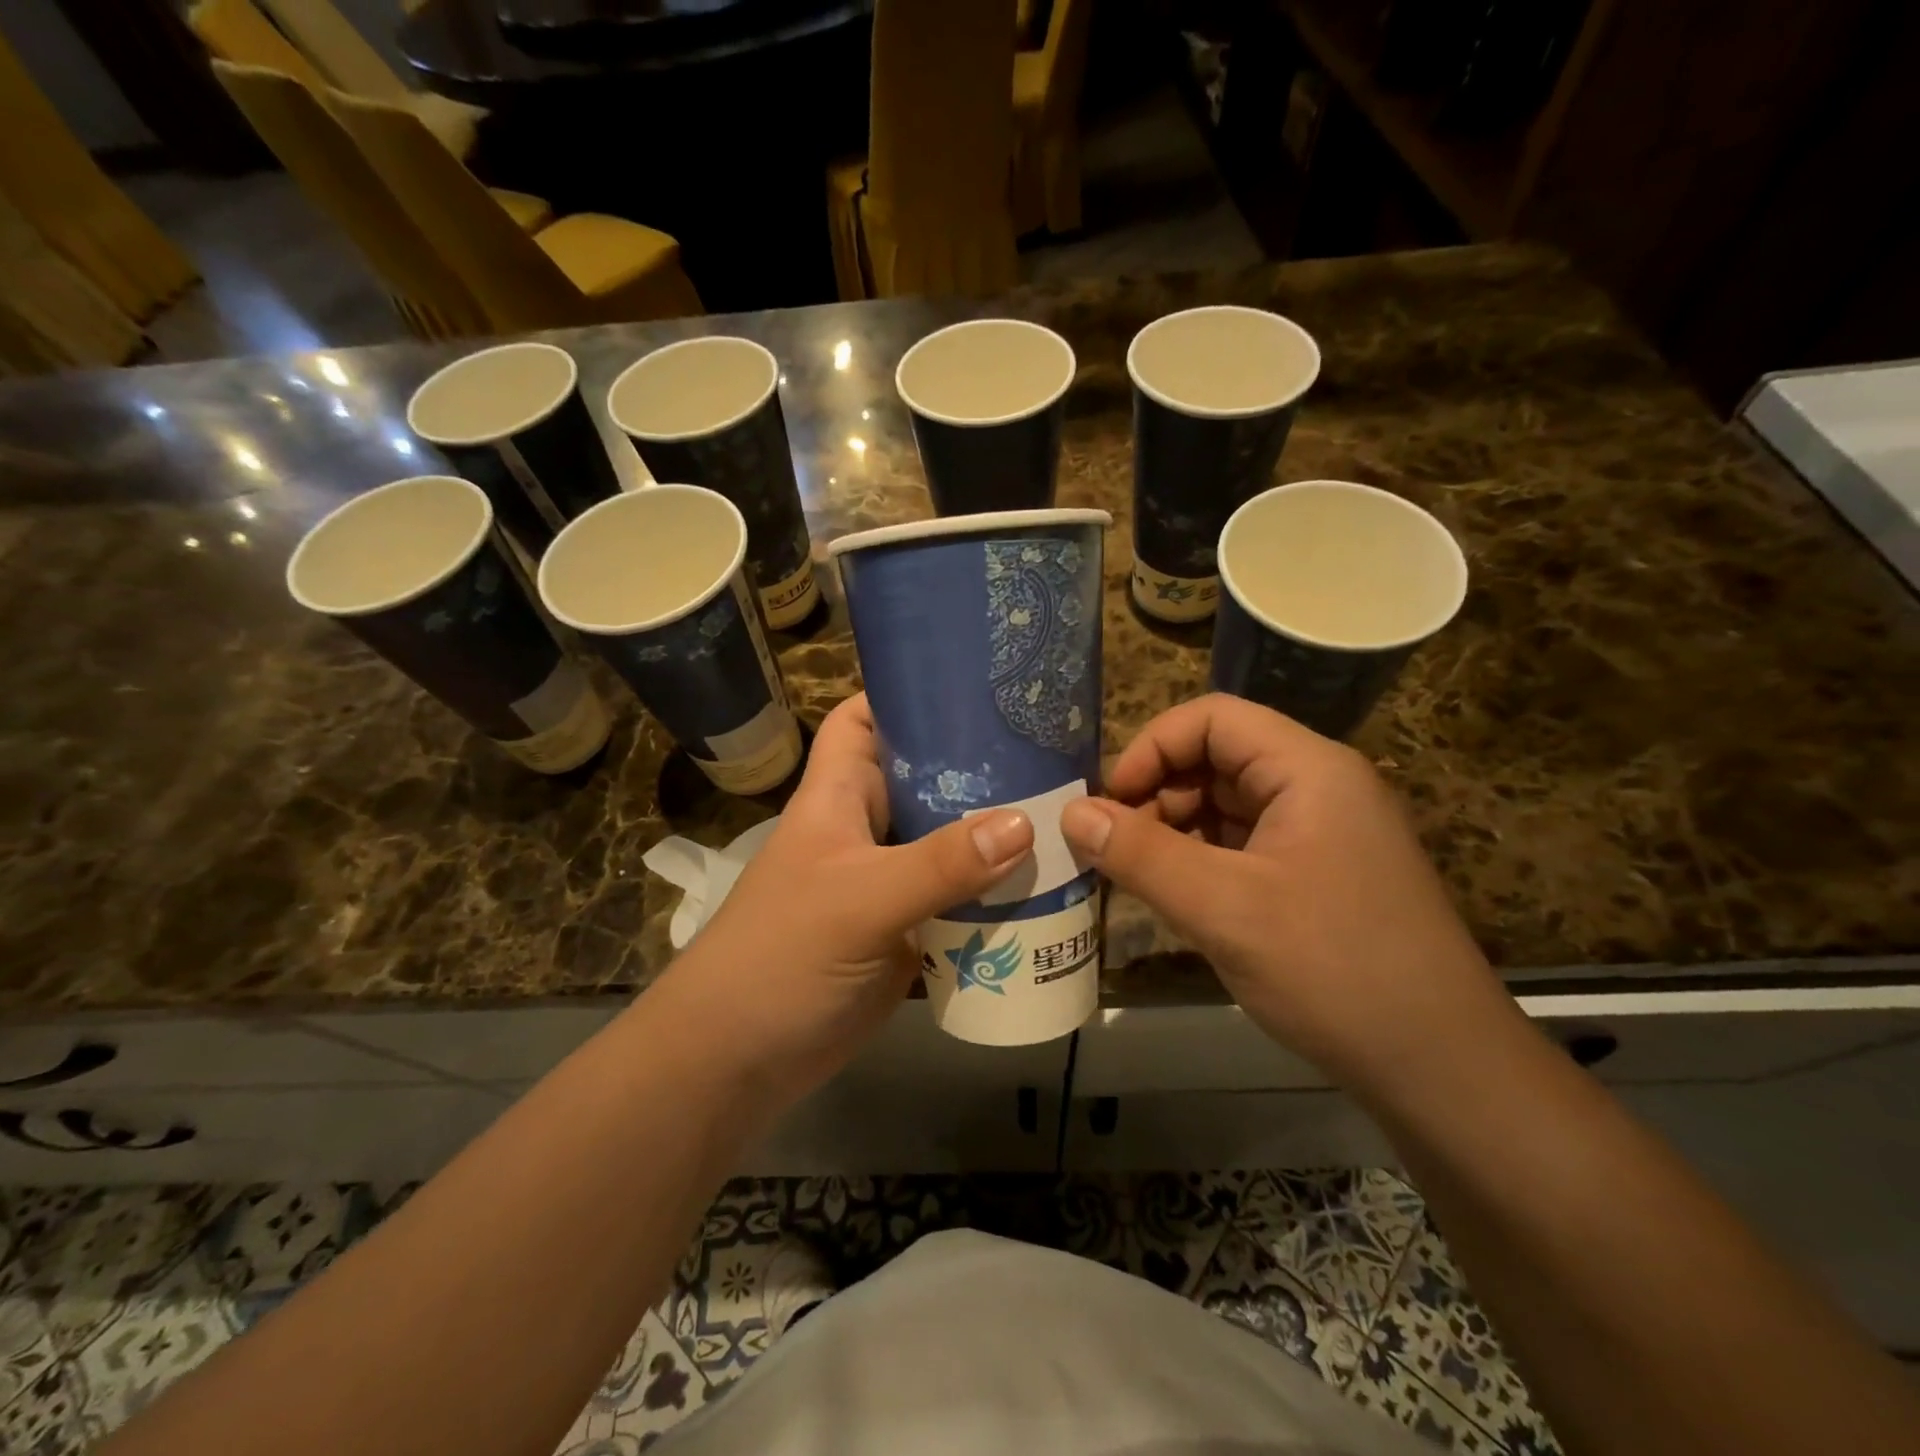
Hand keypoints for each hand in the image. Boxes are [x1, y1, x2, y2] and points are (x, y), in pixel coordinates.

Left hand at [659, 694, 1034, 1102]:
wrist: (739, 1061)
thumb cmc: (781, 957)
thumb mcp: (860, 900)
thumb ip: (939, 864)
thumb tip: (1024, 824)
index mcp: (838, 797)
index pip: (863, 720)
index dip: (903, 694)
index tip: (971, 684)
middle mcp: (866, 831)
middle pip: (924, 780)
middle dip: (978, 766)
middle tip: (1050, 751)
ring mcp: (888, 883)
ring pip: (947, 843)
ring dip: (995, 836)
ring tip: (1066, 815)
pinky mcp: (908, 933)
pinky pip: (957, 901)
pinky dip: (994, 896)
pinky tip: (1048, 889)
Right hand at [1060, 694, 1508, 1085]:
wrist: (1442, 1070)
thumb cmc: (1334, 970)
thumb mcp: (1223, 908)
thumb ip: (1141, 854)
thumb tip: (1070, 813)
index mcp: (1309, 769)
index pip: (1212, 718)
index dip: (1151, 748)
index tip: (1109, 803)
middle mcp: (1319, 787)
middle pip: (1218, 758)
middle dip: (1158, 794)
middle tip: (1116, 849)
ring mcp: (1322, 833)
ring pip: (1227, 804)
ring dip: (1175, 829)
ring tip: (1140, 877)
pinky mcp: (1319, 875)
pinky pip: (1244, 845)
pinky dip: (1202, 860)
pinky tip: (1179, 900)